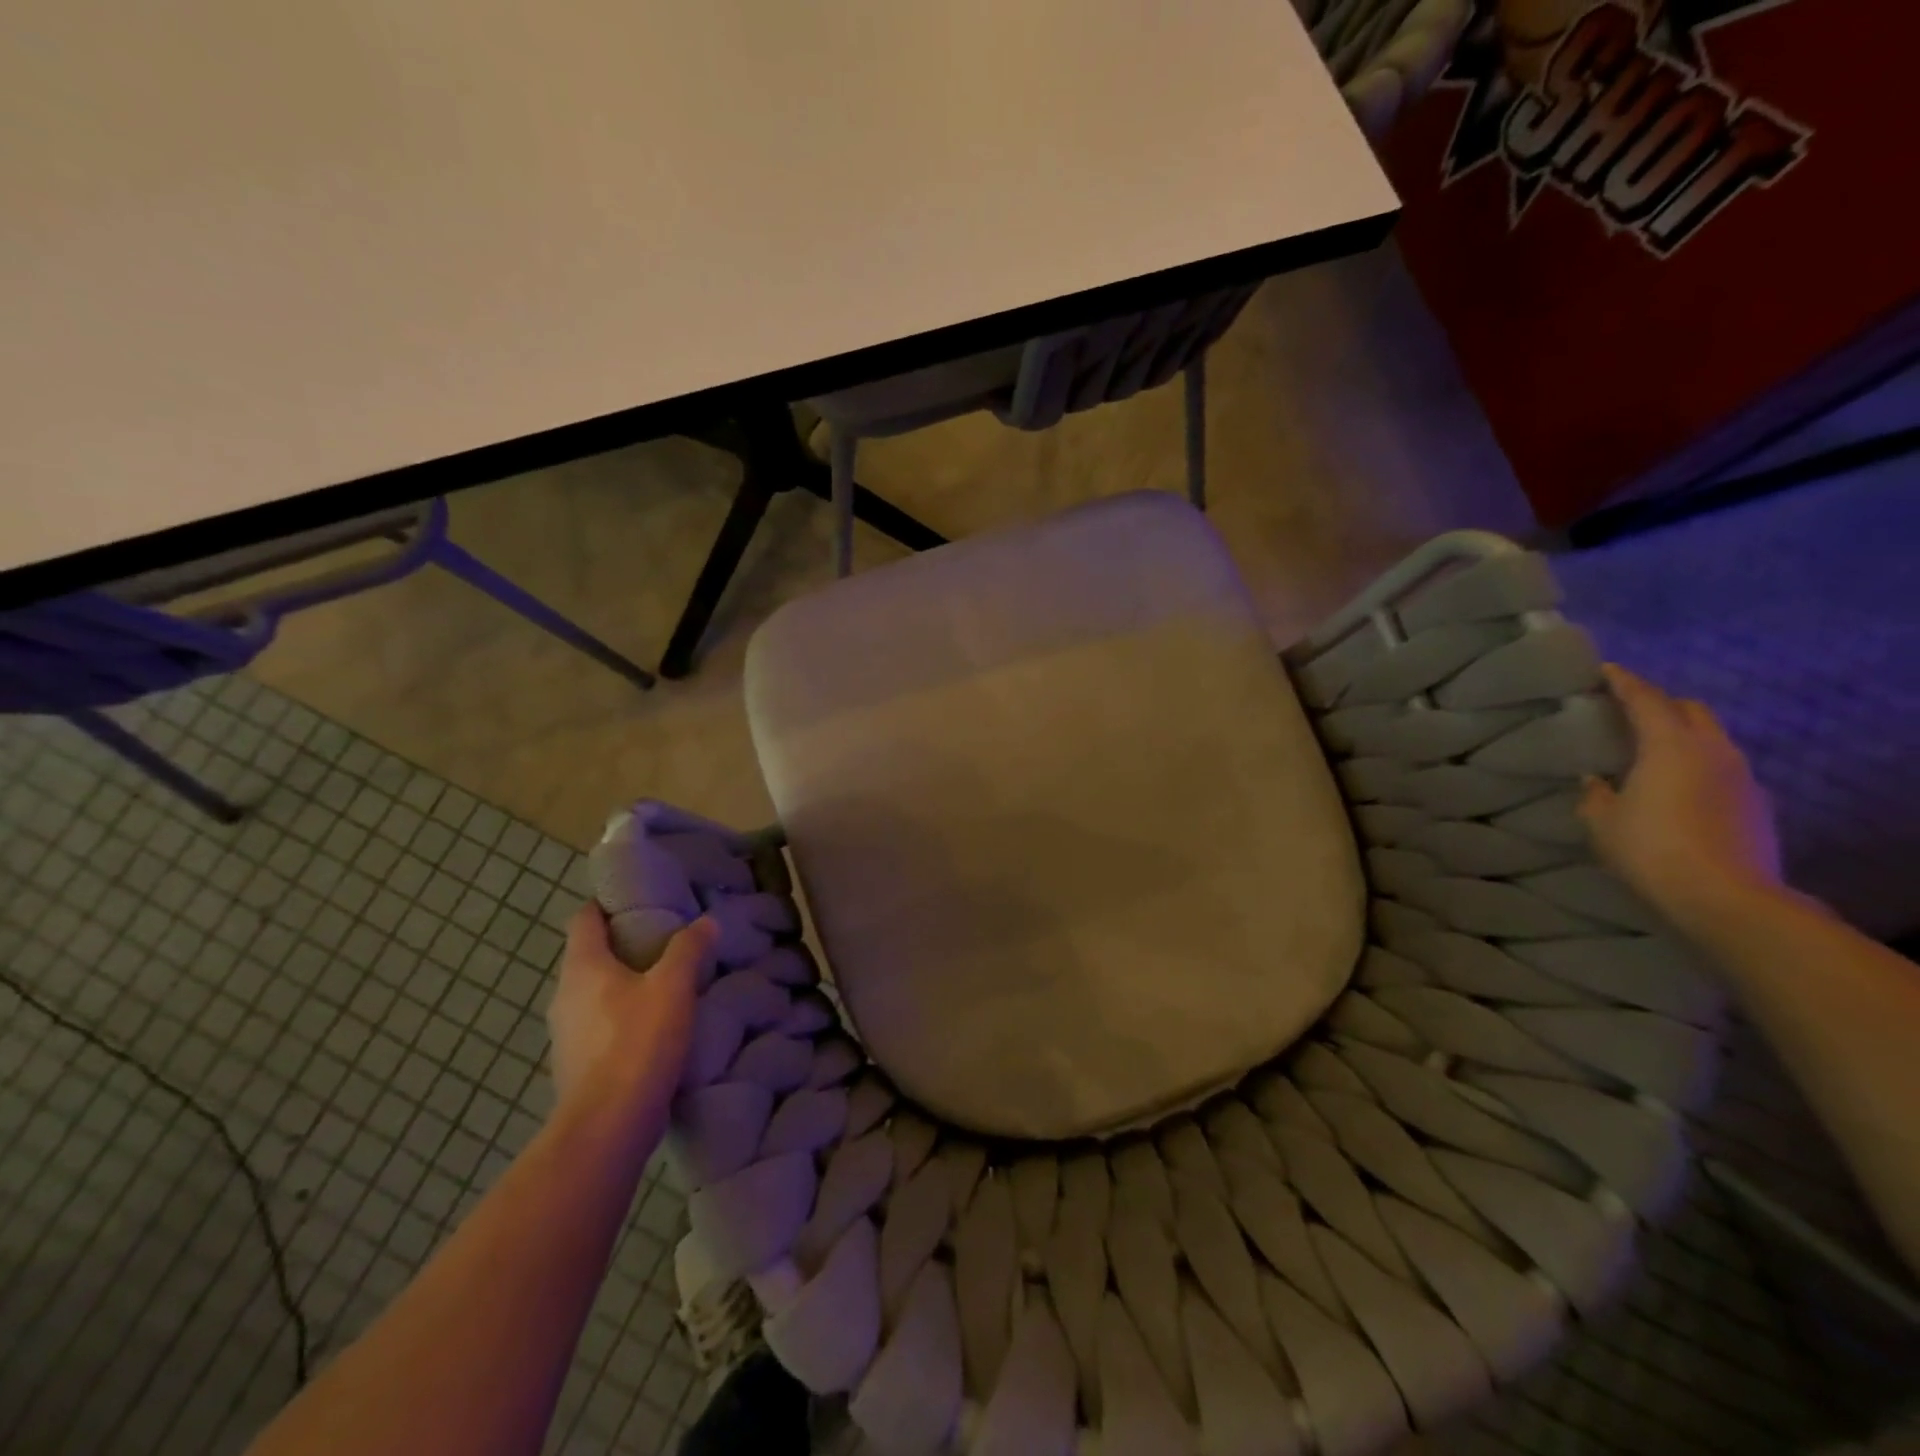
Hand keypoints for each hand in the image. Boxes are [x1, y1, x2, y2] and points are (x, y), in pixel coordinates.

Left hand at [547, 906, 717, 1140]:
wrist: (607, 1127)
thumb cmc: (637, 1043)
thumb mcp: (674, 987)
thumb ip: (689, 949)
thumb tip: (705, 922)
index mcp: (583, 967)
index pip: (584, 918)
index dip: (608, 904)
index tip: (640, 900)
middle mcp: (565, 995)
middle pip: (590, 955)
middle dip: (624, 945)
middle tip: (665, 940)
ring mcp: (566, 1034)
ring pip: (595, 993)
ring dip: (624, 984)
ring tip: (665, 984)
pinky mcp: (576, 1066)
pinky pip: (599, 1026)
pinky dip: (622, 1018)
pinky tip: (654, 1029)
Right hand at [1579, 664, 1782, 933]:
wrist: (1727, 897)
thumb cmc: (1651, 848)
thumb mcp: (1602, 820)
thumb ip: (1595, 793)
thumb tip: (1595, 779)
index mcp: (1670, 745)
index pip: (1646, 699)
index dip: (1624, 682)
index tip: (1605, 670)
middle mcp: (1713, 750)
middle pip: (1690, 710)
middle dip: (1661, 704)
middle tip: (1629, 710)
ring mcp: (1742, 776)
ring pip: (1712, 737)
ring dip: (1683, 734)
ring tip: (1653, 748)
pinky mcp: (1756, 803)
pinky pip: (1723, 767)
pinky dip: (1699, 763)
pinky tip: (1679, 785)